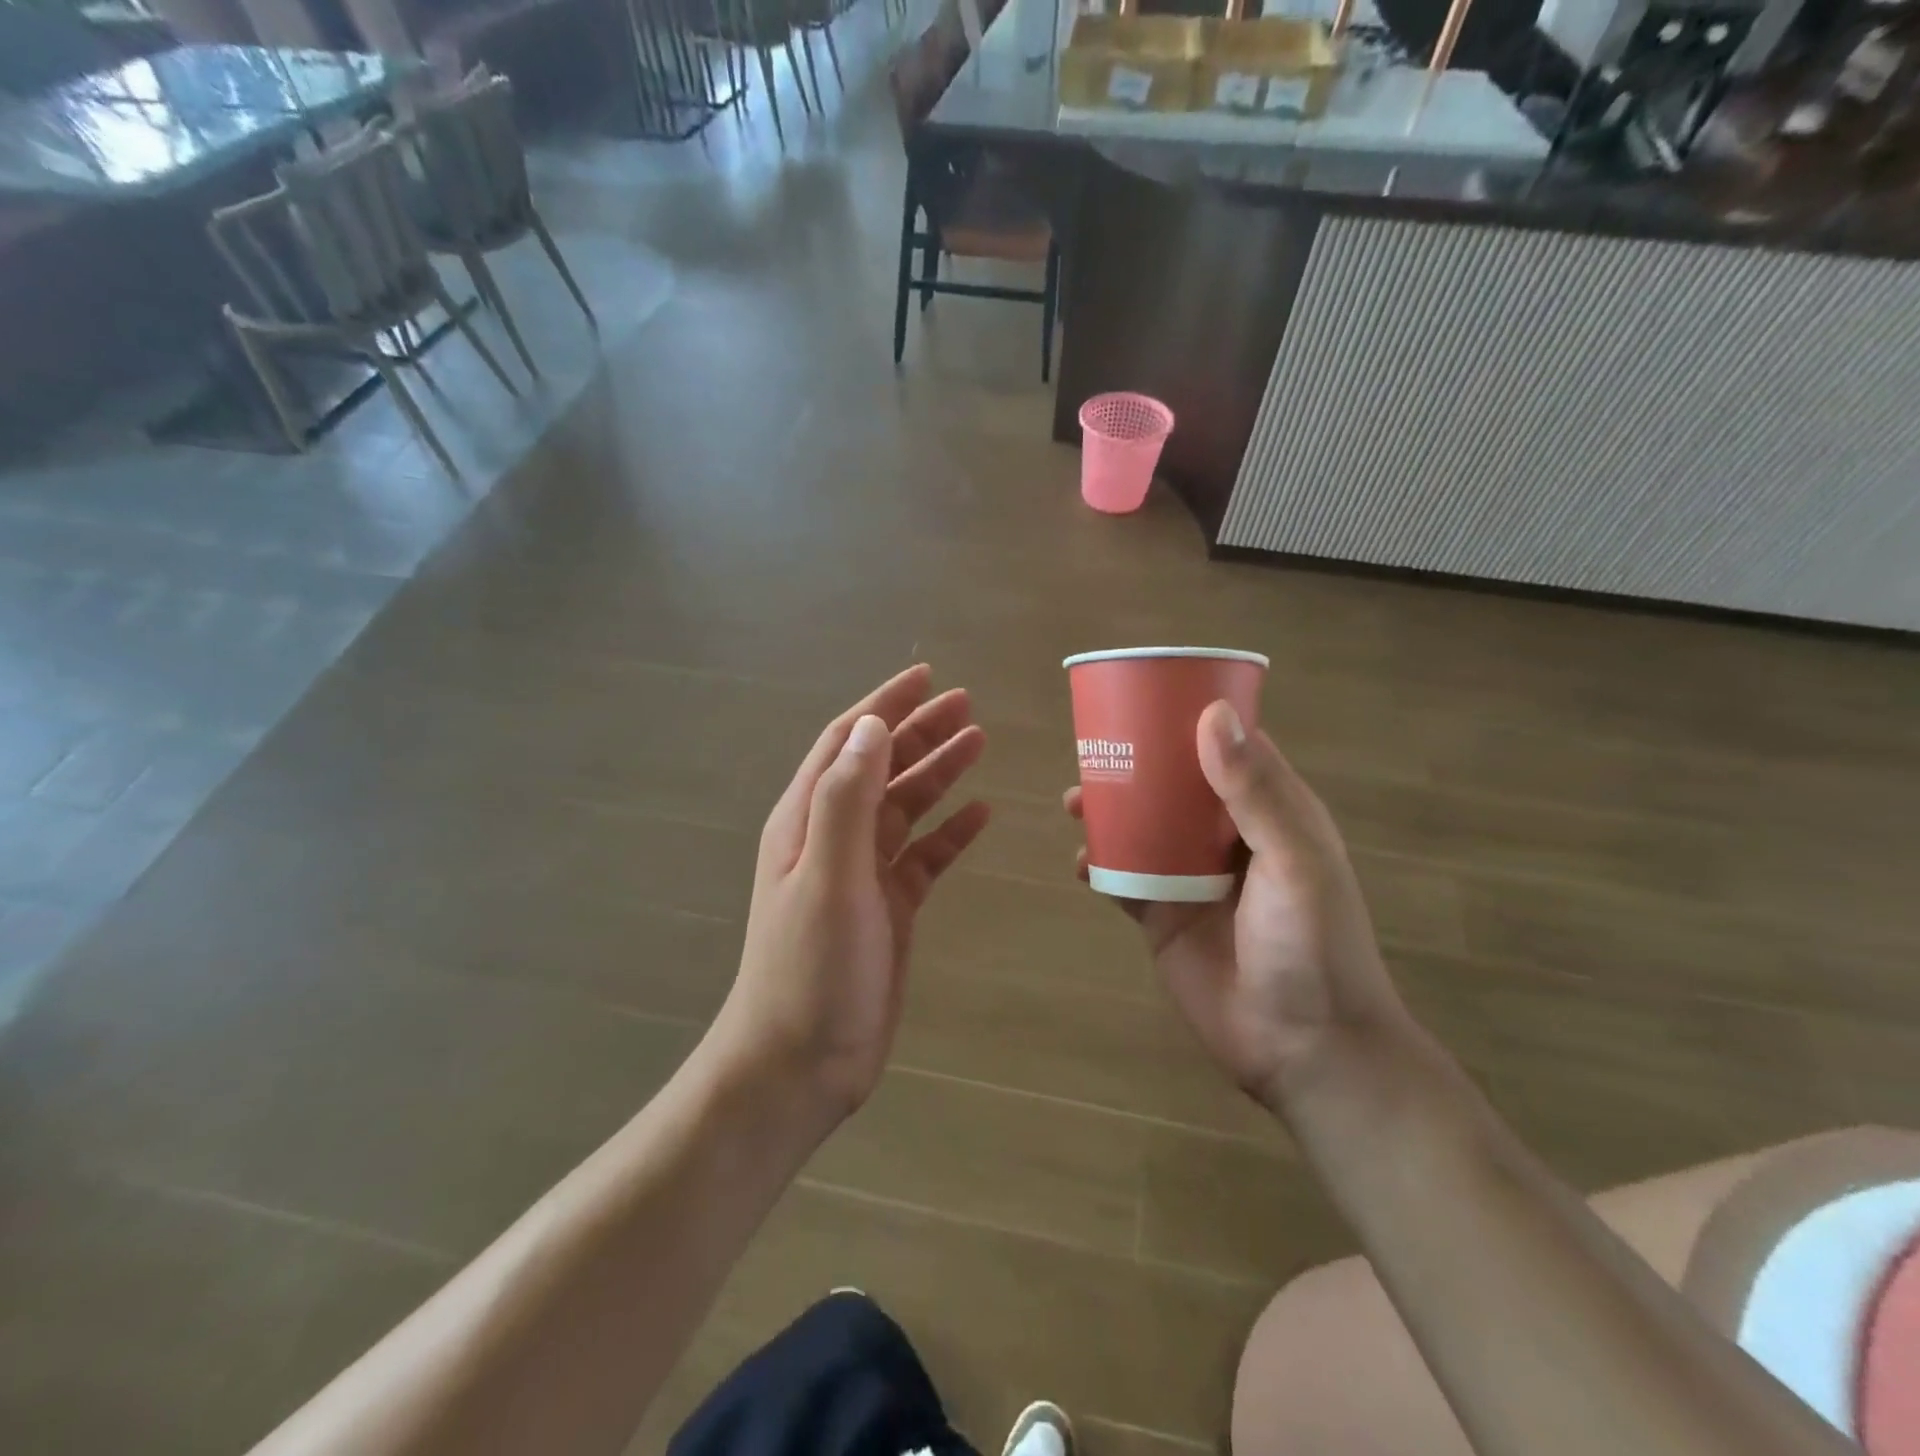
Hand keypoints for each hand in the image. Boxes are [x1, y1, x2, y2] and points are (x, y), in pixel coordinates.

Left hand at [718, 665, 990, 1125]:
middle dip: (921, 731)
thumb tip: (872, 727)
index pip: (848, 742)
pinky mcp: (889, 908)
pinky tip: (979, 815)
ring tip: (980, 743)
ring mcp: (863, 873)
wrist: (800, 1062)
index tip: (926, 675)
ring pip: (906, 807)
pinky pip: (924, 856)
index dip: (884, 705)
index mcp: (808, 819)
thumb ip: (846, 798)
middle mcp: (834, 837)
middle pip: (881, 767)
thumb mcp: (827, 874)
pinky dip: (950, 832)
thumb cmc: (810, 966)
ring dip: (939, 773)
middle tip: (968, 706)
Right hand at [1064, 702, 1406, 1111]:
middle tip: (1092, 749)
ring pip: (1142, 827)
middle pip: (1174, 785)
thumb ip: (1255, 791)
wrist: (1303, 1049)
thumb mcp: (1295, 861)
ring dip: (1108, 811)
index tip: (1146, 697)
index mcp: (1270, 814)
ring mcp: (1190, 878)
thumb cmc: (1312, 947)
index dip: (1190, 722)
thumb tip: (1209, 714)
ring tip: (1072, 801)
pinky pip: (1122, 878)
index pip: (1228, 750)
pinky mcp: (1162, 915)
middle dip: (1135, 765)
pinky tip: (1082, 864)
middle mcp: (1226, 838)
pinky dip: (1099, 865)